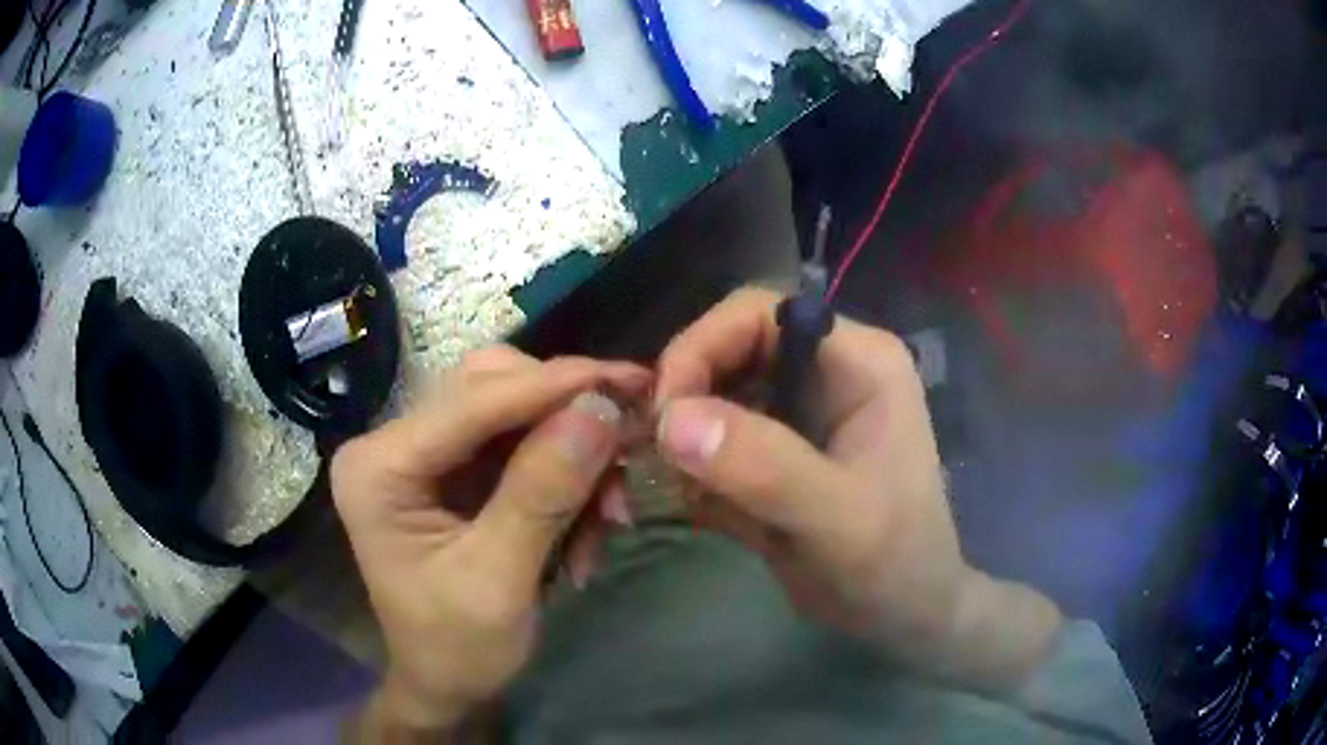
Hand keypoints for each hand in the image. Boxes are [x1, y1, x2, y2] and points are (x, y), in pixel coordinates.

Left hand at [332, 346, 648, 736]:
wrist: (446, 685)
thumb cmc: (457, 648)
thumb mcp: (499, 581)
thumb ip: (542, 495)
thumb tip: (599, 409)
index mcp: (379, 468)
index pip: (470, 403)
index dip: (552, 386)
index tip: (629, 379)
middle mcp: (396, 443)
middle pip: (491, 388)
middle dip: (565, 417)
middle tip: (630, 441)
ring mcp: (427, 453)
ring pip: (515, 411)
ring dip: (572, 452)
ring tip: (610, 514)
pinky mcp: (457, 470)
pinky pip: (523, 444)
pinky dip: (566, 476)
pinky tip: (588, 525)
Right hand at [653, 287, 1061, 692]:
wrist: (903, 614)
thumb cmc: (893, 564)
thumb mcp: (837, 520)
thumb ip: (764, 467)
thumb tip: (671, 419)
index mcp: (856, 360)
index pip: (759, 314)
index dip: (700, 348)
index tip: (663, 416)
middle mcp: (824, 370)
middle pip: (727, 349)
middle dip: (686, 398)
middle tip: (660, 458)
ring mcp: (799, 410)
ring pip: (712, 394)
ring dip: (684, 438)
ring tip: (687, 492)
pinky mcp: (777, 449)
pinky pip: (714, 437)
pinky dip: (693, 467)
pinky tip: (704, 507)